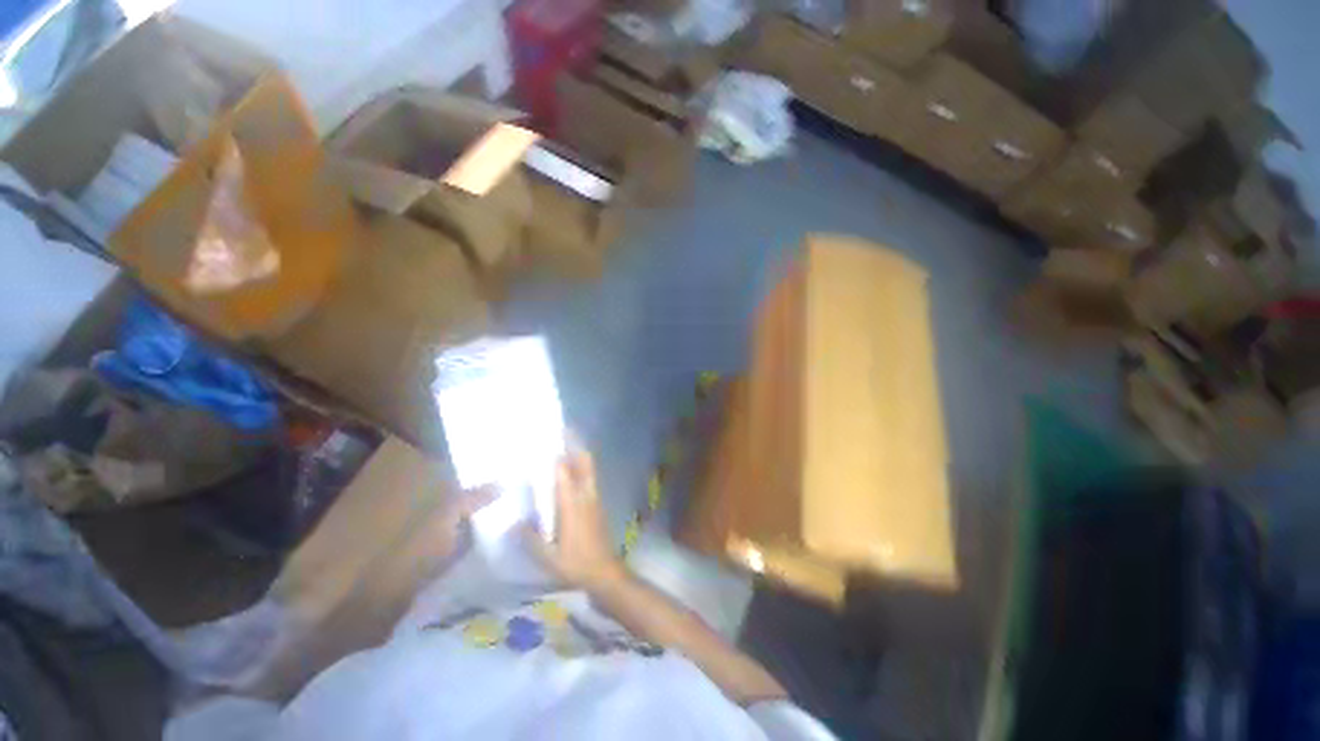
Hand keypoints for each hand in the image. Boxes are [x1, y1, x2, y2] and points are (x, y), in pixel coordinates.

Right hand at [525, 447, 625, 591]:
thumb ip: (530, 540)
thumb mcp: (548, 558)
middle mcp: (586, 495)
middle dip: (575, 445)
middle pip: (584, 462)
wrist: (606, 572)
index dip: (556, 455)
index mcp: (573, 504)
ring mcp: (595, 498)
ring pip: (589, 469)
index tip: (546, 440)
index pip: (564, 472)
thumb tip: (513, 523)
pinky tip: (570, 474)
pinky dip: (581, 469)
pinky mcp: (598, 504)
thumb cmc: (576, 564)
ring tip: (562, 447)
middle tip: (561, 434)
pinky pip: (589, 479)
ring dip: (578, 455)